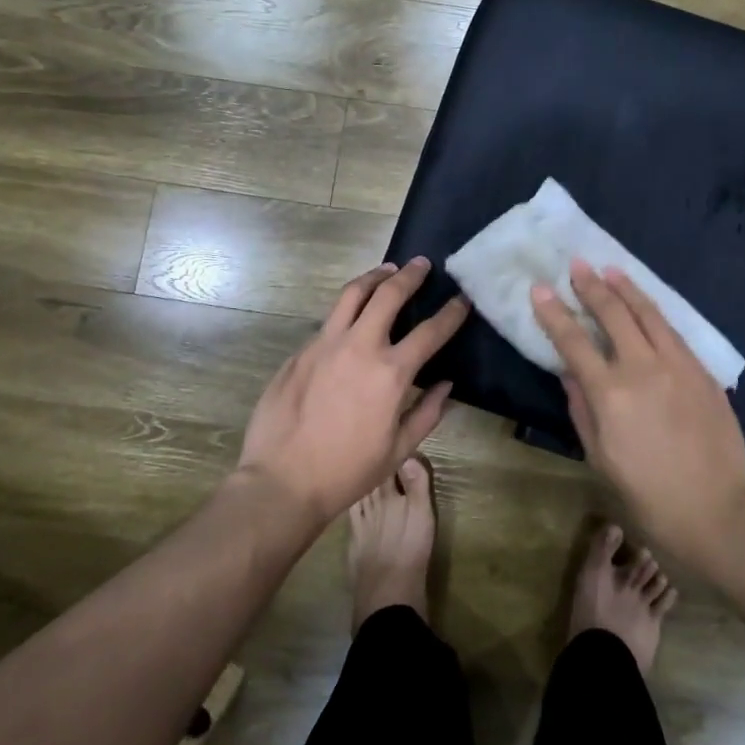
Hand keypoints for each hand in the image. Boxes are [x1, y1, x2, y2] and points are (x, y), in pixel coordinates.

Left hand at [238, 258, 468, 524]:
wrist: (282, 481)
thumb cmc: (347, 471)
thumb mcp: (398, 449)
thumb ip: (427, 412)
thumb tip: (446, 384)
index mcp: (391, 373)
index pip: (431, 331)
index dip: (451, 312)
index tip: (462, 299)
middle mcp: (359, 346)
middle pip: (389, 294)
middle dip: (410, 275)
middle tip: (422, 264)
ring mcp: (325, 344)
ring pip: (352, 294)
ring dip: (374, 277)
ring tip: (386, 270)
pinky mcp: (300, 351)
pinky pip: (328, 321)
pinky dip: (347, 309)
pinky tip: (351, 318)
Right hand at [531, 262, 744, 567]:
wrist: (716, 512)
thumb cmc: (647, 495)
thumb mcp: (599, 458)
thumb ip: (581, 410)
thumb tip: (570, 374)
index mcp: (609, 394)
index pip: (573, 342)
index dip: (554, 313)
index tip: (540, 289)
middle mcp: (642, 369)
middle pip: (613, 314)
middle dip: (591, 286)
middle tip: (577, 265)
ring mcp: (678, 366)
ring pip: (648, 314)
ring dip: (627, 288)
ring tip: (610, 270)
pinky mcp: (703, 372)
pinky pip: (674, 332)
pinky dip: (655, 312)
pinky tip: (647, 306)